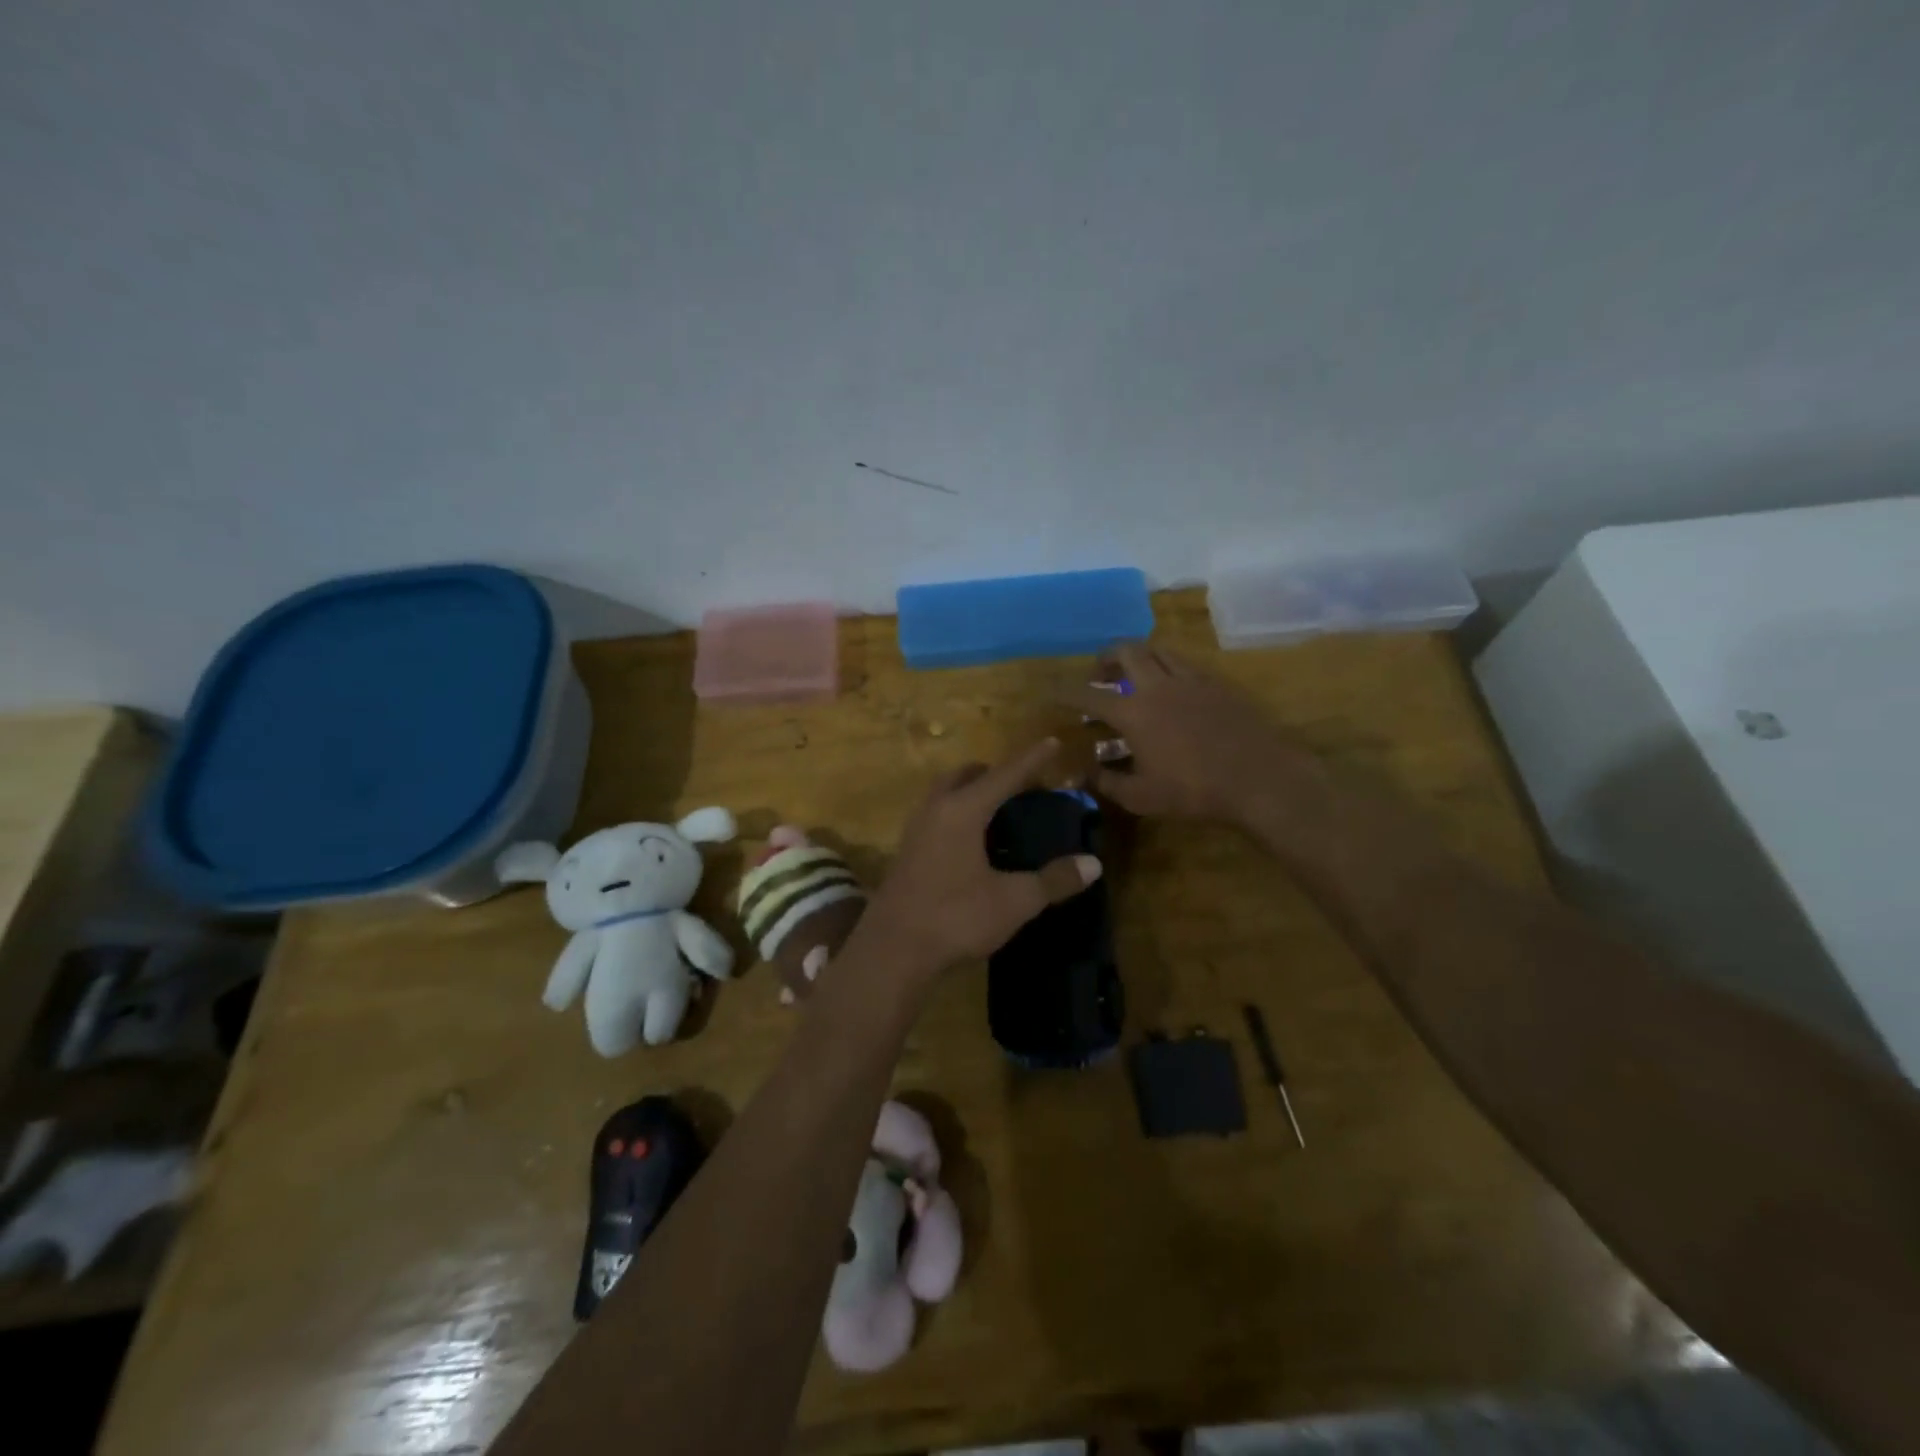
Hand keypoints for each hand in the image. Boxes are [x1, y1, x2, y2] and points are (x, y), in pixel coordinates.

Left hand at [863, 740, 1102, 975]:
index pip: (1004, 775)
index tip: (1052, 741)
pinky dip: (958, 813)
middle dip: (994, 773)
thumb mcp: (1013, 901)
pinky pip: (936, 815)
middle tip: (1022, 785)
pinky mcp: (907, 853)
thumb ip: (1053, 880)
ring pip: (945, 794)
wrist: (891, 951)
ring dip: (971, 791)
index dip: (1032, 759)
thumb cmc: (954, 918)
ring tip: (999, 810)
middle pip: (966, 775)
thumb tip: (1093, 864)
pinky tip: (972, 842)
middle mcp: (936, 810)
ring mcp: (915, 830)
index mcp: (963, 811)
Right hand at [1065, 643, 1320, 825]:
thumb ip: (1106, 782)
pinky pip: (1186, 663)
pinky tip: (1173, 688)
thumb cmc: (1194, 791)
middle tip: (1100, 674)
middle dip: (1105, 657)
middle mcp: (1158, 686)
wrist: (1259, 779)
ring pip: (1158, 650)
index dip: (1066, 692)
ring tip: (1136, 674)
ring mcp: (1191, 680)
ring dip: (1140, 656)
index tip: (1052, 692)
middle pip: (1126, 651)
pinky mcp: (1217, 684)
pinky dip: (1169, 667)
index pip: (1089, 695)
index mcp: (1134, 713)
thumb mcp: (1141, 797)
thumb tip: (1080, 774)